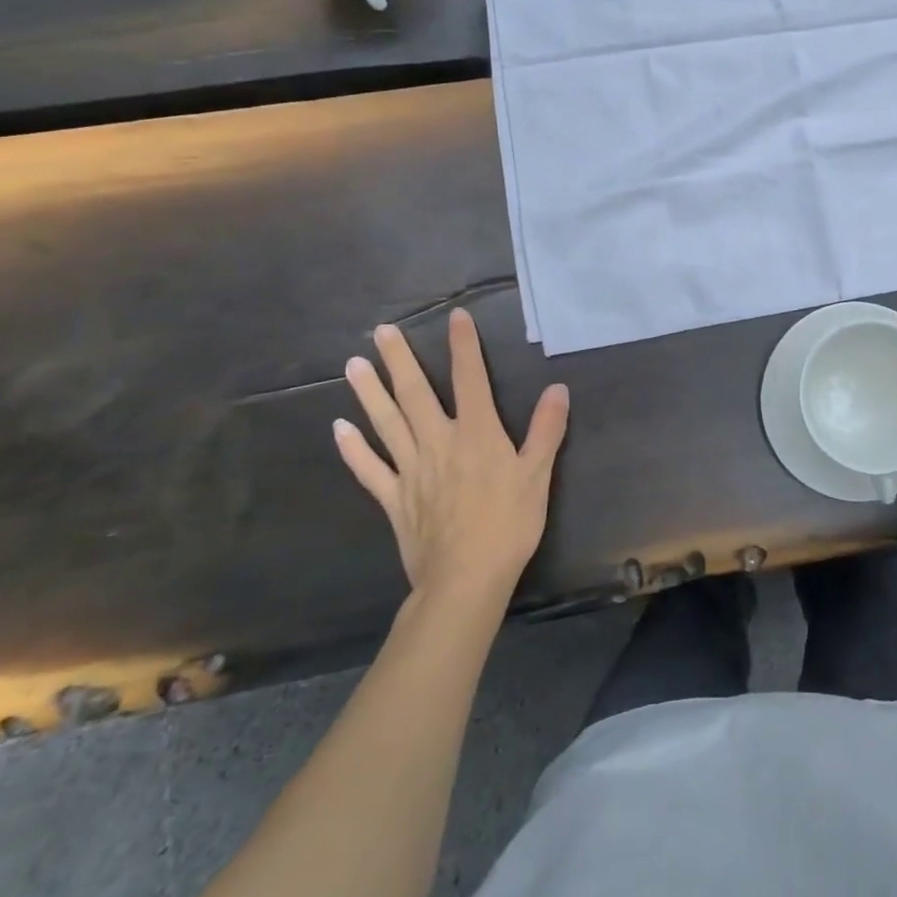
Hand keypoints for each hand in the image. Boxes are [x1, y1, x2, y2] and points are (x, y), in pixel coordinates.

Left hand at [333, 309, 568, 603]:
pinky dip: (353, 450)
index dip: (463, 346)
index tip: (455, 316)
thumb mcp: (538, 475)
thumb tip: (558, 388)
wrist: (465, 580)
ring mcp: (410, 470)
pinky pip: (369, 470)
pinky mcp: (394, 499)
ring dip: (369, 393)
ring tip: (353, 365)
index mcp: (477, 434)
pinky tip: (339, 430)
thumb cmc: (508, 524)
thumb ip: (546, 430)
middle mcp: (438, 442)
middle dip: (400, 360)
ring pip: (386, 423)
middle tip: (382, 331)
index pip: (470, 379)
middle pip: (415, 394)